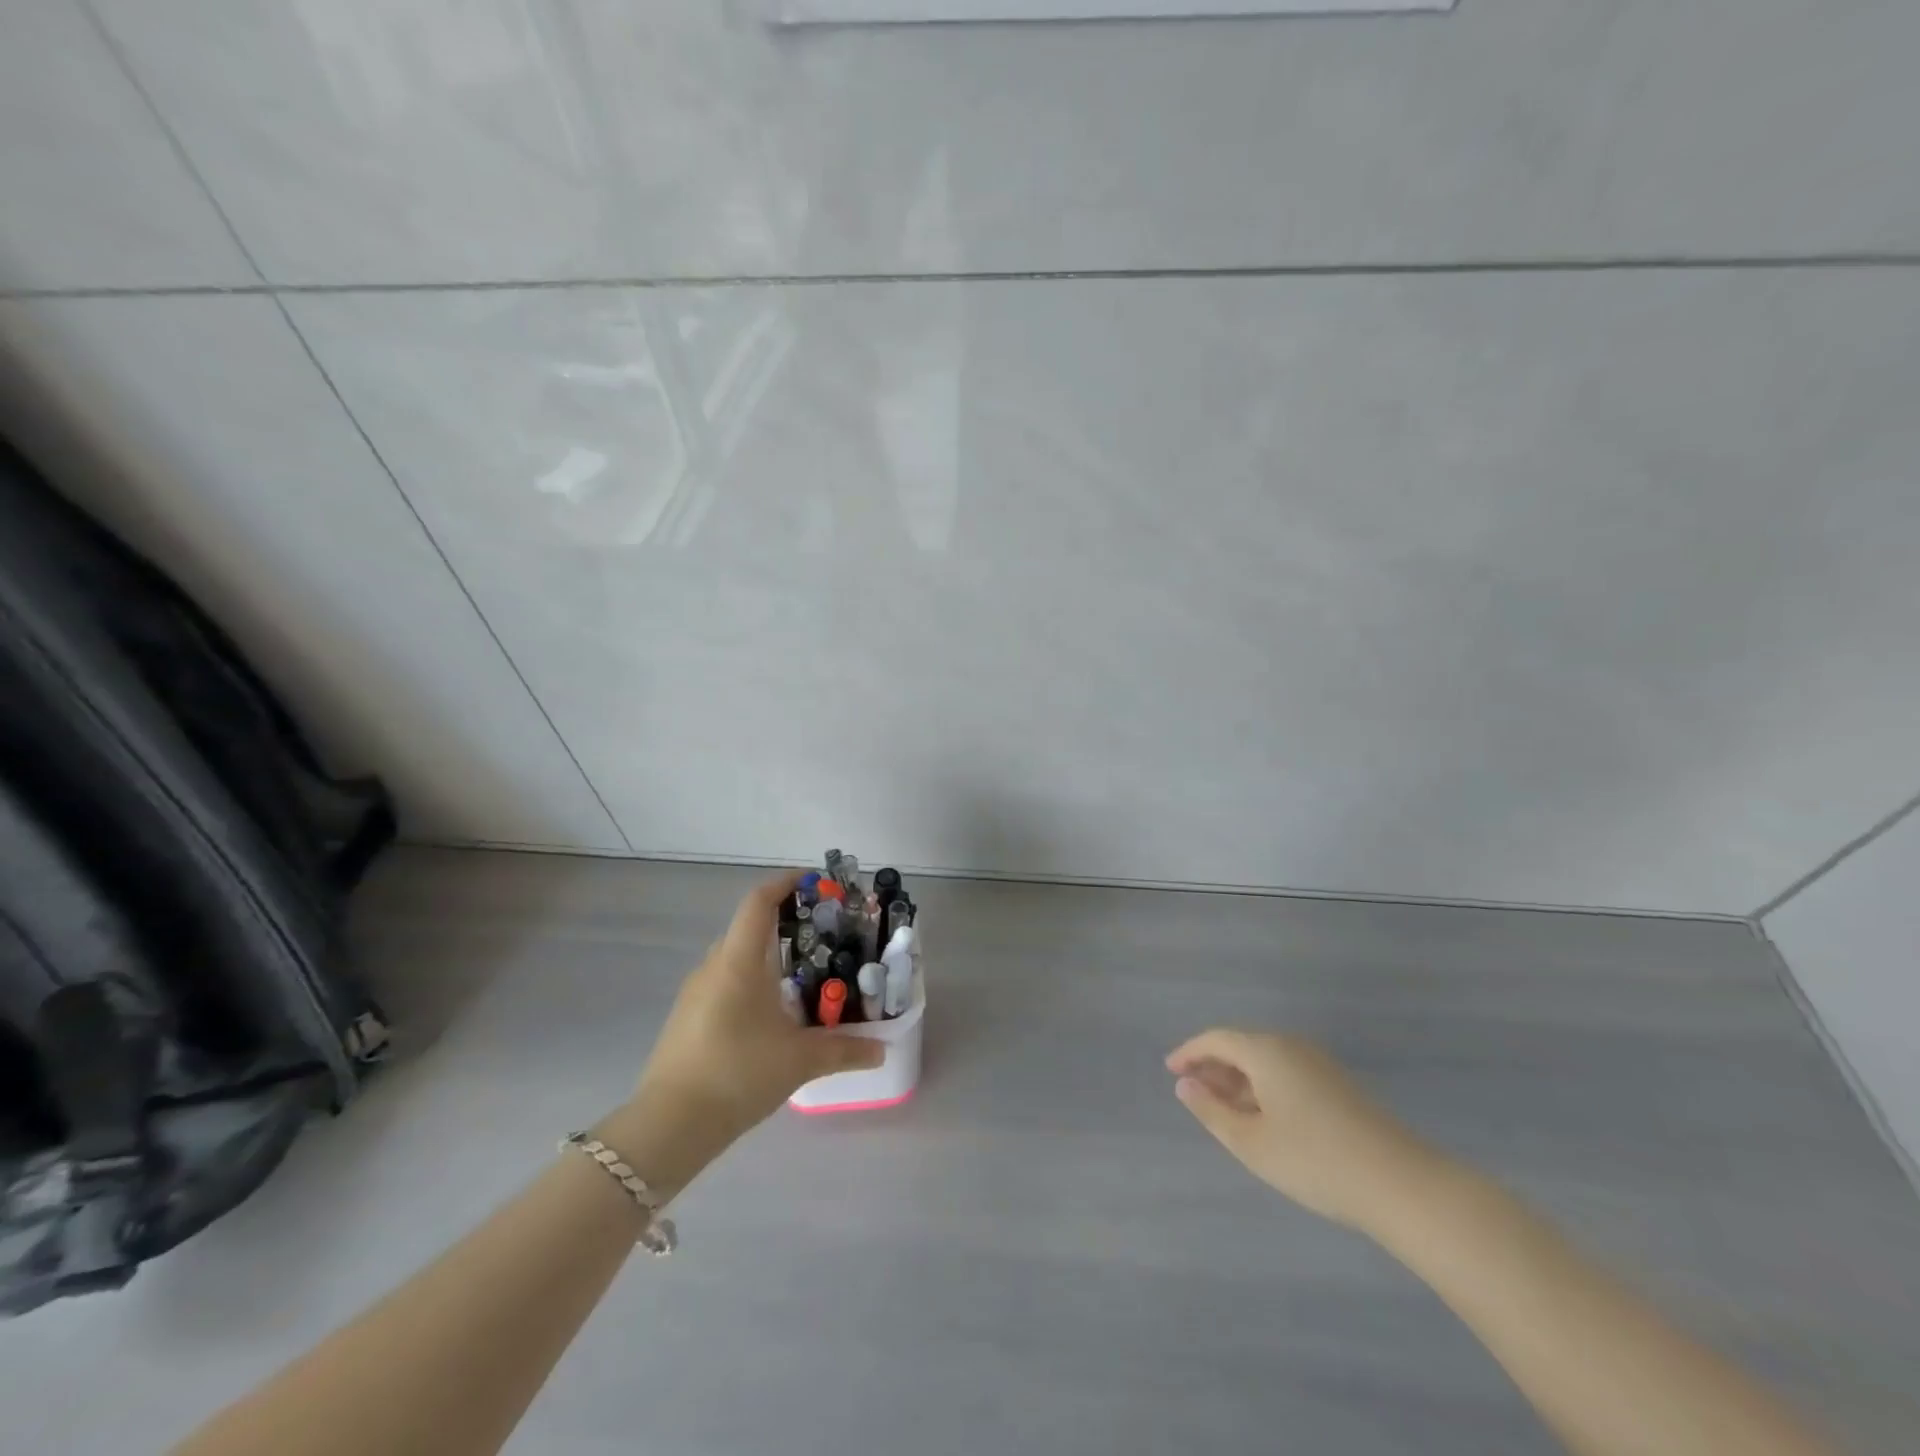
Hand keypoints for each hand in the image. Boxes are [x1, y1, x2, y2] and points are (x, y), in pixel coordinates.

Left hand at [632, 871, 884, 1142]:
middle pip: (748, 928)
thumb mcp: (800, 1060)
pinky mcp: (687, 1020)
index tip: (813, 882)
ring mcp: (695, 994)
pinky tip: (771, 1016)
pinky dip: (750, 984)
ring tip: (802, 978)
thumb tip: (881, 1050)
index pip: (758, 902)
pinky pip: (724, 984)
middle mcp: (713, 967)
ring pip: (735, 959)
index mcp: (738, 961)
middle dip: (784, 924)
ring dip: (766, 958)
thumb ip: (844, 1050)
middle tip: (821, 937)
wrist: (669, 1126)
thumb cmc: (738, 1073)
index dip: (784, 883)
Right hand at [1167, 1028, 1438, 1230]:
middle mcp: (1291, 1046)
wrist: (1401, 1185)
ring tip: (1224, 1110)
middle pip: (1242, 1047)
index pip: (1216, 1039)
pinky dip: (1265, 1088)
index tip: (1170, 1070)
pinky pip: (1287, 1073)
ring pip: (1266, 1062)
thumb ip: (1211, 1111)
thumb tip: (1185, 1085)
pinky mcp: (1339, 1085)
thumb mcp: (1251, 1142)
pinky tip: (1264, 1119)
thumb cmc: (1314, 1160)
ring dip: (1240, 1080)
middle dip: (1214, 1067)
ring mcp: (1320, 1064)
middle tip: (1193, 1092)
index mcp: (1266, 1051)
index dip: (1190, 1052)